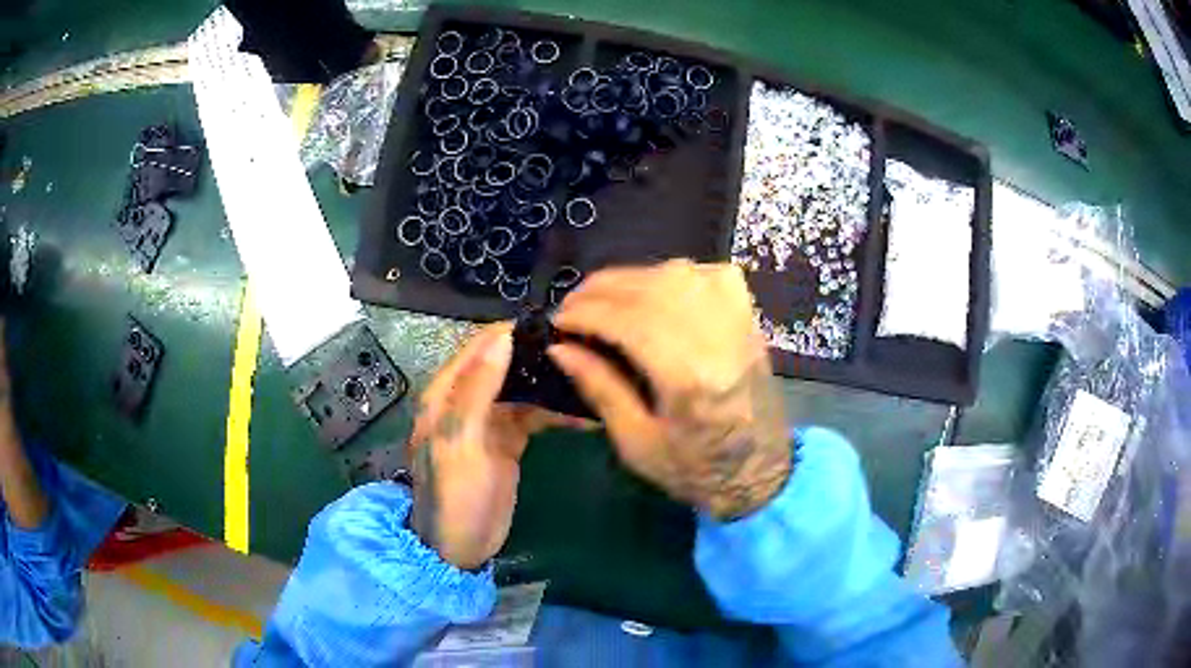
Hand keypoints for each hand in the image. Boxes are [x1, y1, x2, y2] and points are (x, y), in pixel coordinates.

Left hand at [407, 323, 574, 569]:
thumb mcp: (461, 443)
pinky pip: (533, 415)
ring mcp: (489, 420)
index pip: (482, 345)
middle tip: (587, 351)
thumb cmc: (454, 497)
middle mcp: (466, 398)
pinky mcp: (508, 440)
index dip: (517, 332)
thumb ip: (477, 390)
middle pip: (506, 362)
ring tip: (592, 377)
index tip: (560, 325)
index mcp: (446, 392)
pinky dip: (556, 412)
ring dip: (553, 383)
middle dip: (541, 356)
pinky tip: (585, 414)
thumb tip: (503, 336)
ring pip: (524, 388)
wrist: (459, 550)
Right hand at [548, 260, 790, 520]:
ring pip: (677, 273)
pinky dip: (671, 275)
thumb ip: (599, 388)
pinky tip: (652, 291)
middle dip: (601, 290)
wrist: (760, 469)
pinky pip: (706, 273)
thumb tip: (560, 347)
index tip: (558, 321)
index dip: (587, 314)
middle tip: (571, 306)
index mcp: (690, 378)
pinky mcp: (748, 315)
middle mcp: (718, 338)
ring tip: (601, 299)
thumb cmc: (696, 469)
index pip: (630, 321)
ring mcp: (739, 320)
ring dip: (631, 279)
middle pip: (651, 289)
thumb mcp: (636, 442)